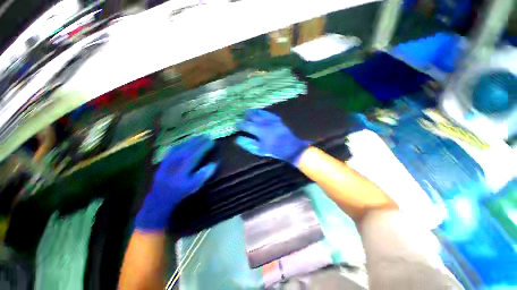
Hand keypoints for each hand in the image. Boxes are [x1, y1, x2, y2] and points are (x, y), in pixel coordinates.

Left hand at [135, 136, 217, 230]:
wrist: (160, 198)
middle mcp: (176, 160)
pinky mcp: (164, 160)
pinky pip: (174, 148)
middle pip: (189, 147)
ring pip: (181, 146)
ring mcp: (168, 159)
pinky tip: (185, 142)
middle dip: (198, 140)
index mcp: (184, 167)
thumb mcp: (194, 186)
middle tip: (207, 135)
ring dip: (190, 140)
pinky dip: (181, 143)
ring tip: (198, 137)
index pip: (196, 152)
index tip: (212, 141)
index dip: (205, 146)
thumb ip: (203, 174)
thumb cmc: (180, 193)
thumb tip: (213, 163)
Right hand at [236, 109, 309, 166]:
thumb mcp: (259, 149)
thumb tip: (238, 139)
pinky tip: (262, 114)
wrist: (291, 147)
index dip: (240, 125)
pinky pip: (268, 113)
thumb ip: (248, 143)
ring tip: (251, 113)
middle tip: (243, 117)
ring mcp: (271, 119)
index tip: (237, 125)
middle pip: (252, 114)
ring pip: (260, 112)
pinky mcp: (278, 119)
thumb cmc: (274, 150)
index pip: (245, 125)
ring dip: (254, 112)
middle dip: (246, 115)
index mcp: (258, 129)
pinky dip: (263, 113)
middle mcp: (264, 122)